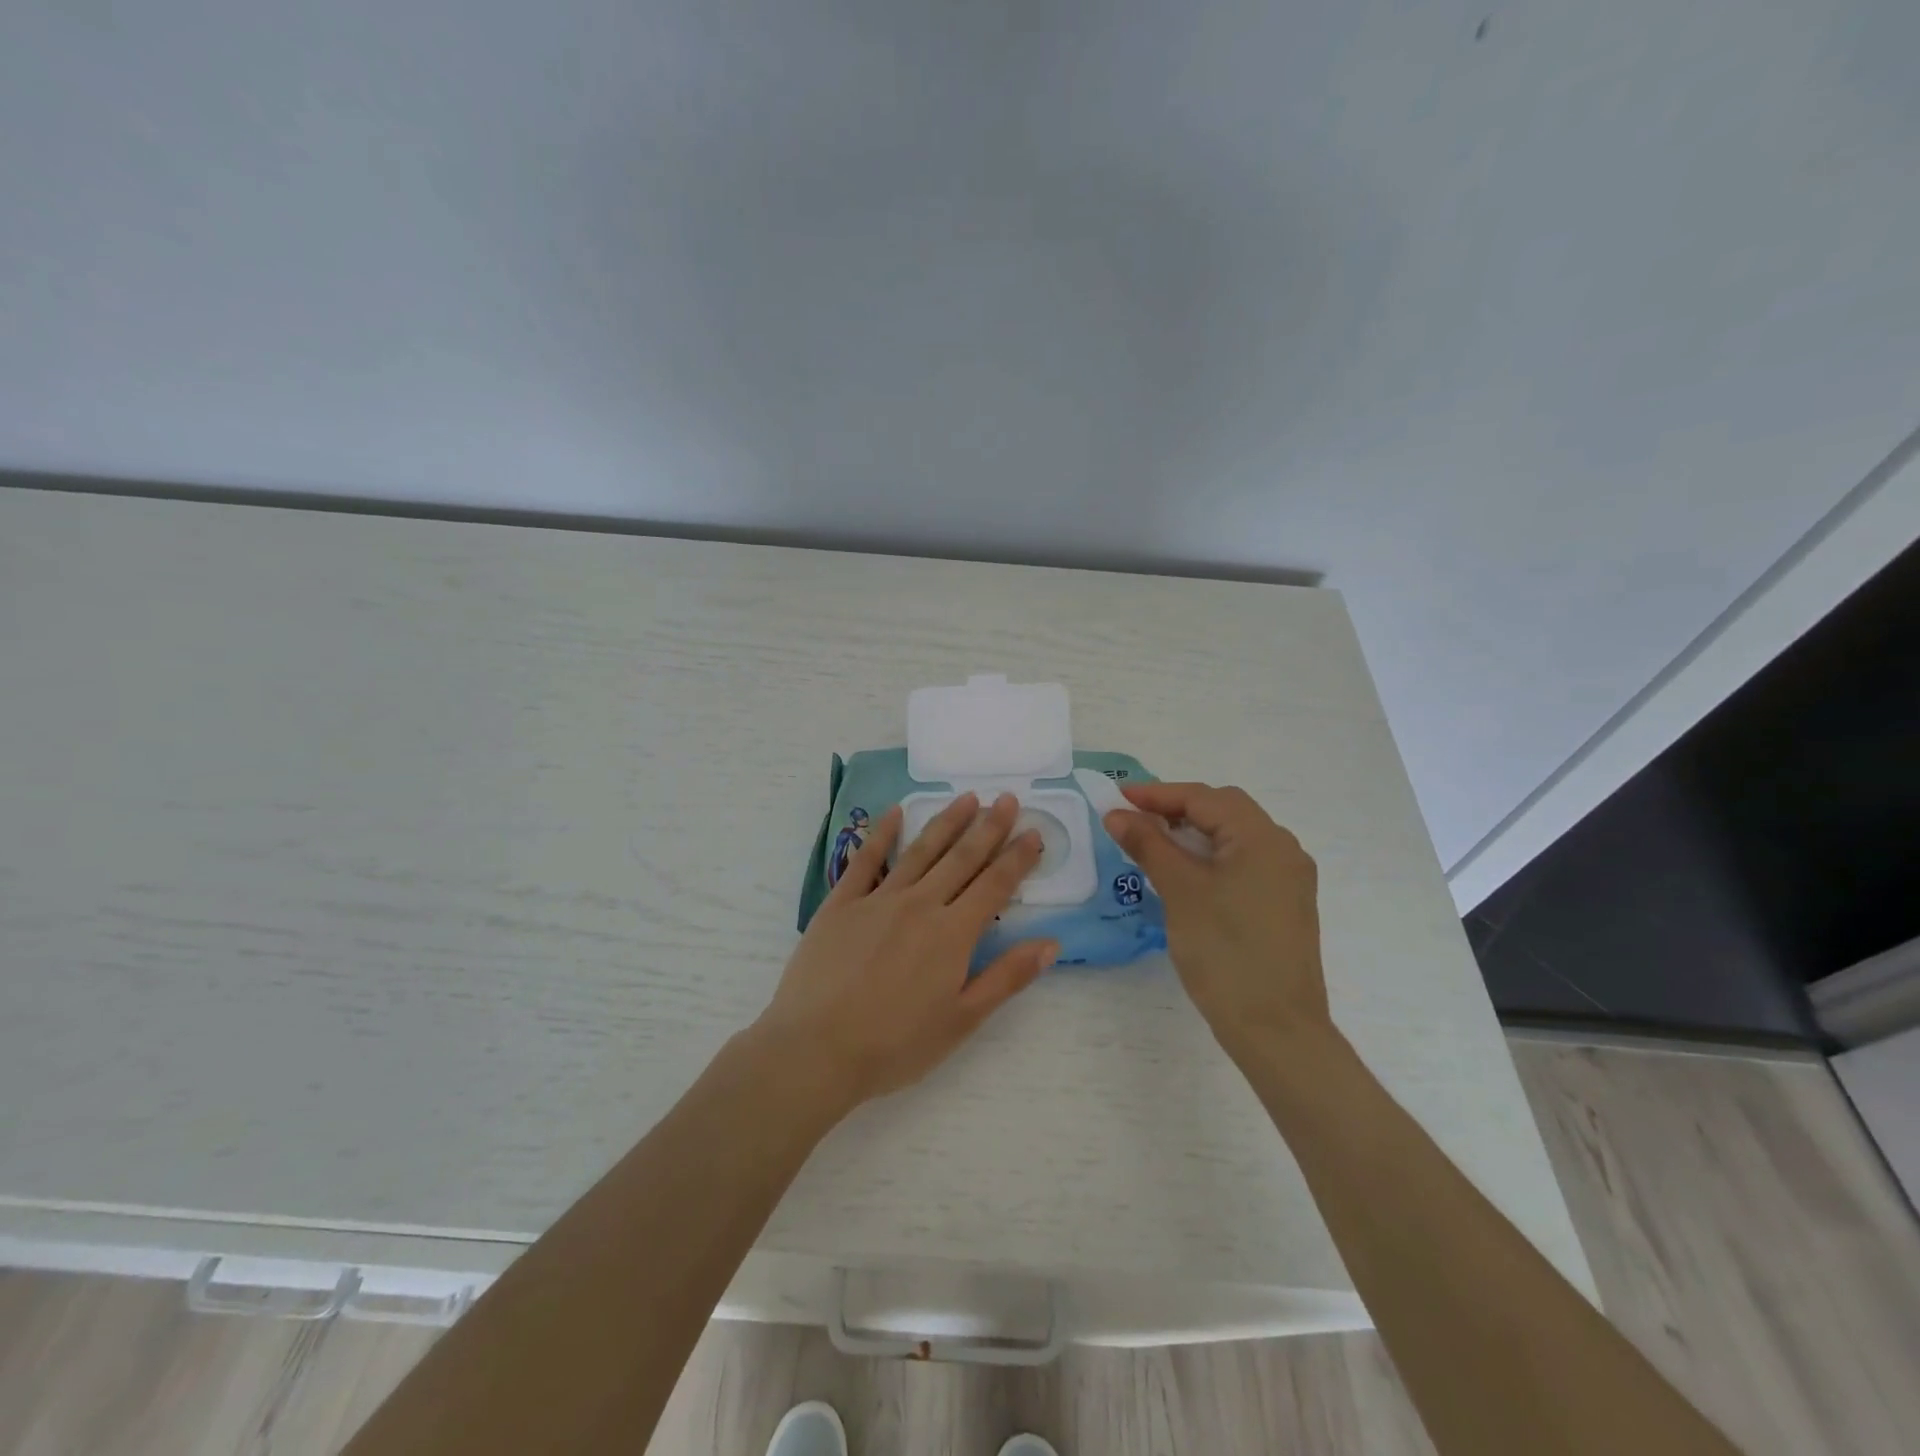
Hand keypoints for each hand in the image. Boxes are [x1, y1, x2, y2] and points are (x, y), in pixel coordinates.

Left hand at [755, 793, 1057, 1111]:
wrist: (816, 1049)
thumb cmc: (895, 1044)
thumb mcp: (962, 1020)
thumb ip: (1007, 978)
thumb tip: (1051, 943)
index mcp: (952, 933)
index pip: (995, 885)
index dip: (1017, 858)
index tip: (1033, 831)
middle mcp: (920, 904)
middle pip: (961, 858)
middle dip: (988, 827)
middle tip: (1006, 798)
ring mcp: (878, 899)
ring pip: (920, 850)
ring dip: (946, 822)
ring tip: (966, 797)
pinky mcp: (842, 902)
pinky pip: (866, 859)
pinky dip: (882, 833)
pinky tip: (895, 812)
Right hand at [1102, 783, 1328, 1057]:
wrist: (1276, 1029)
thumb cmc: (1225, 952)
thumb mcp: (1180, 891)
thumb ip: (1148, 844)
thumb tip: (1117, 814)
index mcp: (1263, 838)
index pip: (1204, 798)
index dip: (1157, 794)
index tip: (1116, 798)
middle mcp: (1283, 849)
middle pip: (1224, 810)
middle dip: (1177, 808)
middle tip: (1134, 818)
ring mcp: (1289, 878)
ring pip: (1235, 836)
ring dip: (1194, 831)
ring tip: (1154, 841)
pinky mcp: (1285, 904)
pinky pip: (1244, 862)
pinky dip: (1211, 855)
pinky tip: (1186, 871)